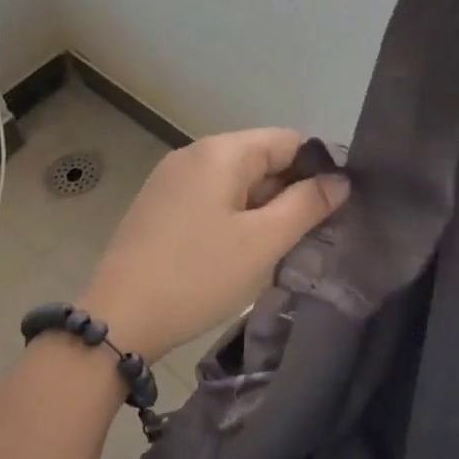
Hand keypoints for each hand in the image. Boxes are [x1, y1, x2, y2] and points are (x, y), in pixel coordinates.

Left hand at [82, 129, 348, 359]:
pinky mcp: (159, 205)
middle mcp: (194, 153)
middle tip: (316, 234)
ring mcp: (172, 179)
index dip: (319, 168)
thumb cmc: (198, 275)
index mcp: (221, 151)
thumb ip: (306, 205)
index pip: (288, 140)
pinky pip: (211, 198)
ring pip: (236, 182)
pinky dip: (235, 216)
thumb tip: (340, 180)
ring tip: (284, 247)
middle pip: (261, 158)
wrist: (118, 318)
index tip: (339, 206)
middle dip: (291, 191)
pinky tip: (243, 251)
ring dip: (264, 208)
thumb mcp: (263, 242)